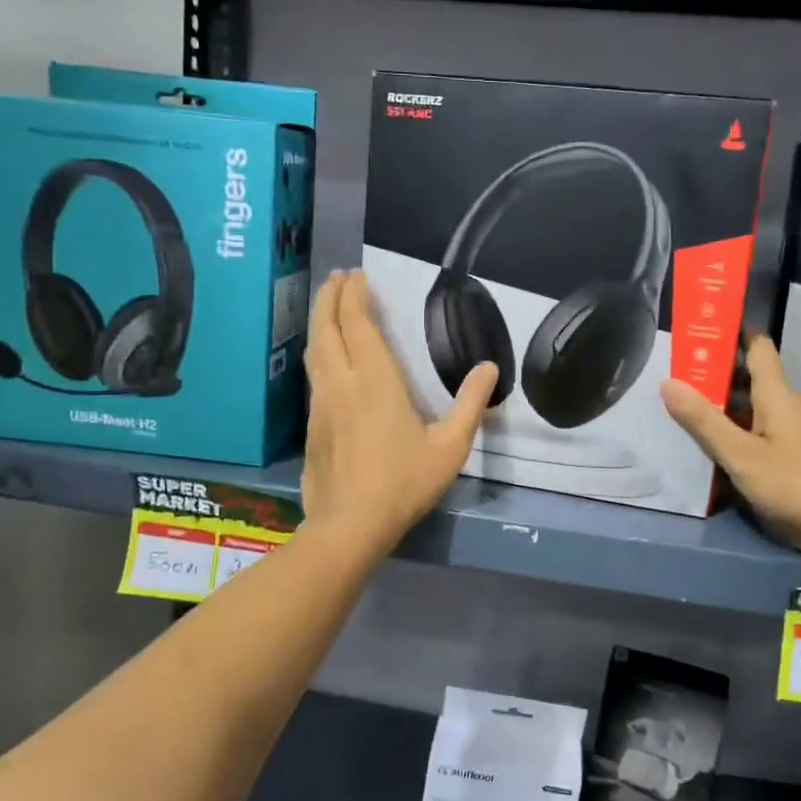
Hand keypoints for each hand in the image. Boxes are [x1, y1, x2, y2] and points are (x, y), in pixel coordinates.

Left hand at [301, 270, 497, 554]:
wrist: (349, 525)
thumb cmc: (404, 483)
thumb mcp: (450, 447)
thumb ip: (470, 405)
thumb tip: (489, 367)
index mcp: (375, 381)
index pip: (357, 324)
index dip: (354, 296)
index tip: (357, 275)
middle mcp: (341, 382)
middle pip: (327, 328)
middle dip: (331, 297)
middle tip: (339, 278)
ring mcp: (321, 403)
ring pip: (314, 349)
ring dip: (320, 321)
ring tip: (329, 306)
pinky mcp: (311, 424)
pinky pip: (313, 374)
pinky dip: (319, 350)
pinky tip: (326, 357)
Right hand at [661, 331, 800, 560]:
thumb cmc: (794, 484)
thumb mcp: (740, 455)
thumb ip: (704, 421)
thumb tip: (668, 382)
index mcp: (778, 395)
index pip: (758, 347)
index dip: (734, 331)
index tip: (703, 326)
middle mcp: (789, 407)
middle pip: (751, 379)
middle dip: (715, 374)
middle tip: (676, 374)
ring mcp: (796, 433)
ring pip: (754, 409)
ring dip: (724, 406)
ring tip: (685, 410)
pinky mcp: (798, 457)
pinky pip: (761, 432)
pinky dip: (737, 432)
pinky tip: (715, 448)